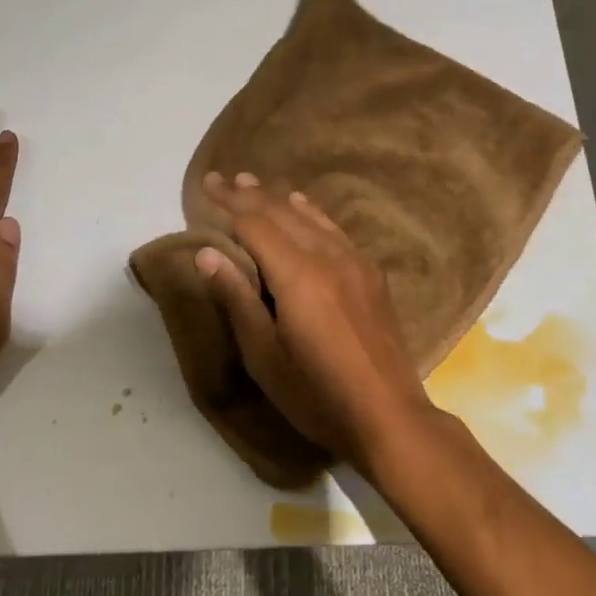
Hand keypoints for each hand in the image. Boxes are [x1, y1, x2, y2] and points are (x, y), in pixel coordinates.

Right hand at [195, 171, 433, 472]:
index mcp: (298, 274)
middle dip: (251, 194)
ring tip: (257, 186)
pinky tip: (305, 209)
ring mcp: (355, 262)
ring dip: (280, 199)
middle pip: (283, 213)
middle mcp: (328, 256)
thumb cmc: (317, 394)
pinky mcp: (372, 275)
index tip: (207, 183)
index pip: (255, 223)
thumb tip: (206, 252)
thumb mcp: (264, 356)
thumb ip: (237, 298)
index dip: (228, 202)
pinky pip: (335, 230)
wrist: (389, 416)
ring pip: (311, 216)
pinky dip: (312, 213)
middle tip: (225, 179)